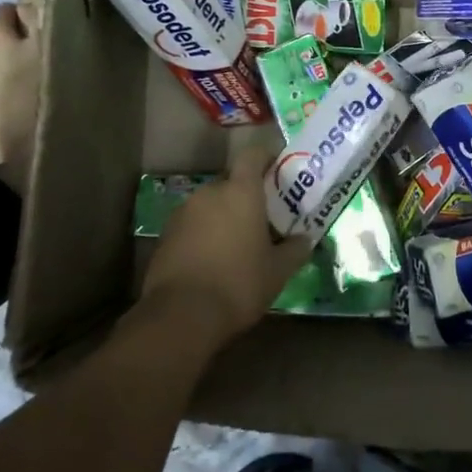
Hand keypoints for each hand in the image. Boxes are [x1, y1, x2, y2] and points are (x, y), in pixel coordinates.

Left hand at [136, 143, 311, 351]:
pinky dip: (204, 235)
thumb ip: (295, 250)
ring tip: (237, 244)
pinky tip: (213, 261)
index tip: (278, 170)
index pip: (253, 155)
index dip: (266, 157)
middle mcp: (209, 193)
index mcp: (240, 192)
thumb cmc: (239, 284)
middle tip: (263, 219)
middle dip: (246, 197)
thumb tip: (306, 239)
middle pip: (231, 183)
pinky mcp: (165, 235)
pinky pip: (192, 225)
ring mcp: (183, 213)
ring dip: (223, 217)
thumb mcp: (278, 271)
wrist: (181, 316)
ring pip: (210, 205)